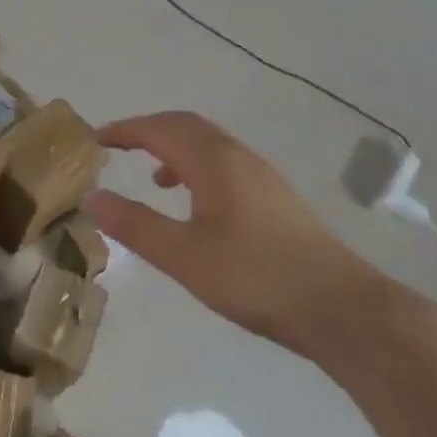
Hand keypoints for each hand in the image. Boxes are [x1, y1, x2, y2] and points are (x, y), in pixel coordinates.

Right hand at [83, 111, 379, 353]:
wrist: (343, 310)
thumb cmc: (255, 277)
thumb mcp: (183, 255)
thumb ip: (134, 225)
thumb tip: (92, 197)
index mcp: (214, 163)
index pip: (159, 129)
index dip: (124, 130)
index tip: (95, 139)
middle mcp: (238, 158)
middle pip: (186, 126)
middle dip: (148, 131)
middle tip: (117, 147)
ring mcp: (263, 177)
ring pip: (209, 144)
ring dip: (174, 148)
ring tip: (152, 176)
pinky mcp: (277, 199)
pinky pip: (226, 164)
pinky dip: (197, 167)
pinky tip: (196, 203)